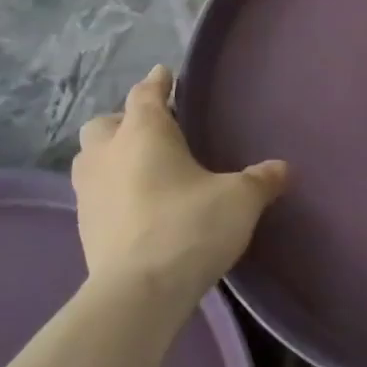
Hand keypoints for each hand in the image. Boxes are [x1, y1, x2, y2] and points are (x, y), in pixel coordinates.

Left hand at [71, 65, 287, 309]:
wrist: (139, 292)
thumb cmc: (190, 227)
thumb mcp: (239, 200)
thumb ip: (261, 180)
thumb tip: (283, 168)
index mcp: (144, 132)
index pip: (146, 94)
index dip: (157, 82)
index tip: (165, 74)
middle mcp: (108, 153)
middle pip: (105, 123)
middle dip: (125, 120)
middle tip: (152, 131)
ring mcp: (89, 192)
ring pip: (90, 158)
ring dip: (110, 155)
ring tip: (139, 167)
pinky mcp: (84, 227)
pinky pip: (94, 194)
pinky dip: (110, 190)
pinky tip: (135, 206)